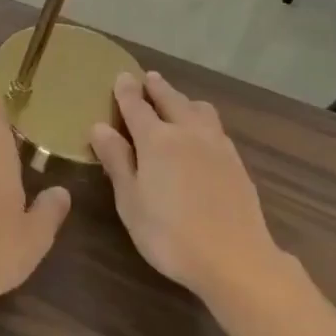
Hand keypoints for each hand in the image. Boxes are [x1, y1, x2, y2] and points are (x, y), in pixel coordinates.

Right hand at [90, 71, 279, 302]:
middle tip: (148, 78)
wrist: (235, 259)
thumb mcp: (130, 201)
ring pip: (199, 110)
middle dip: (157, 88)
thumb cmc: (170, 234)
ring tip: (178, 101)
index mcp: (157, 140)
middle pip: (171, 100)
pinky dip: (203, 120)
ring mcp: (217, 146)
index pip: (137, 107)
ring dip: (184, 100)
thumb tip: (99, 127)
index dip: (127, 91)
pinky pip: (216, 128)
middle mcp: (188, 133)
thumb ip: (117, 161)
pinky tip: (203, 134)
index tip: (121, 76)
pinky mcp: (236, 162)